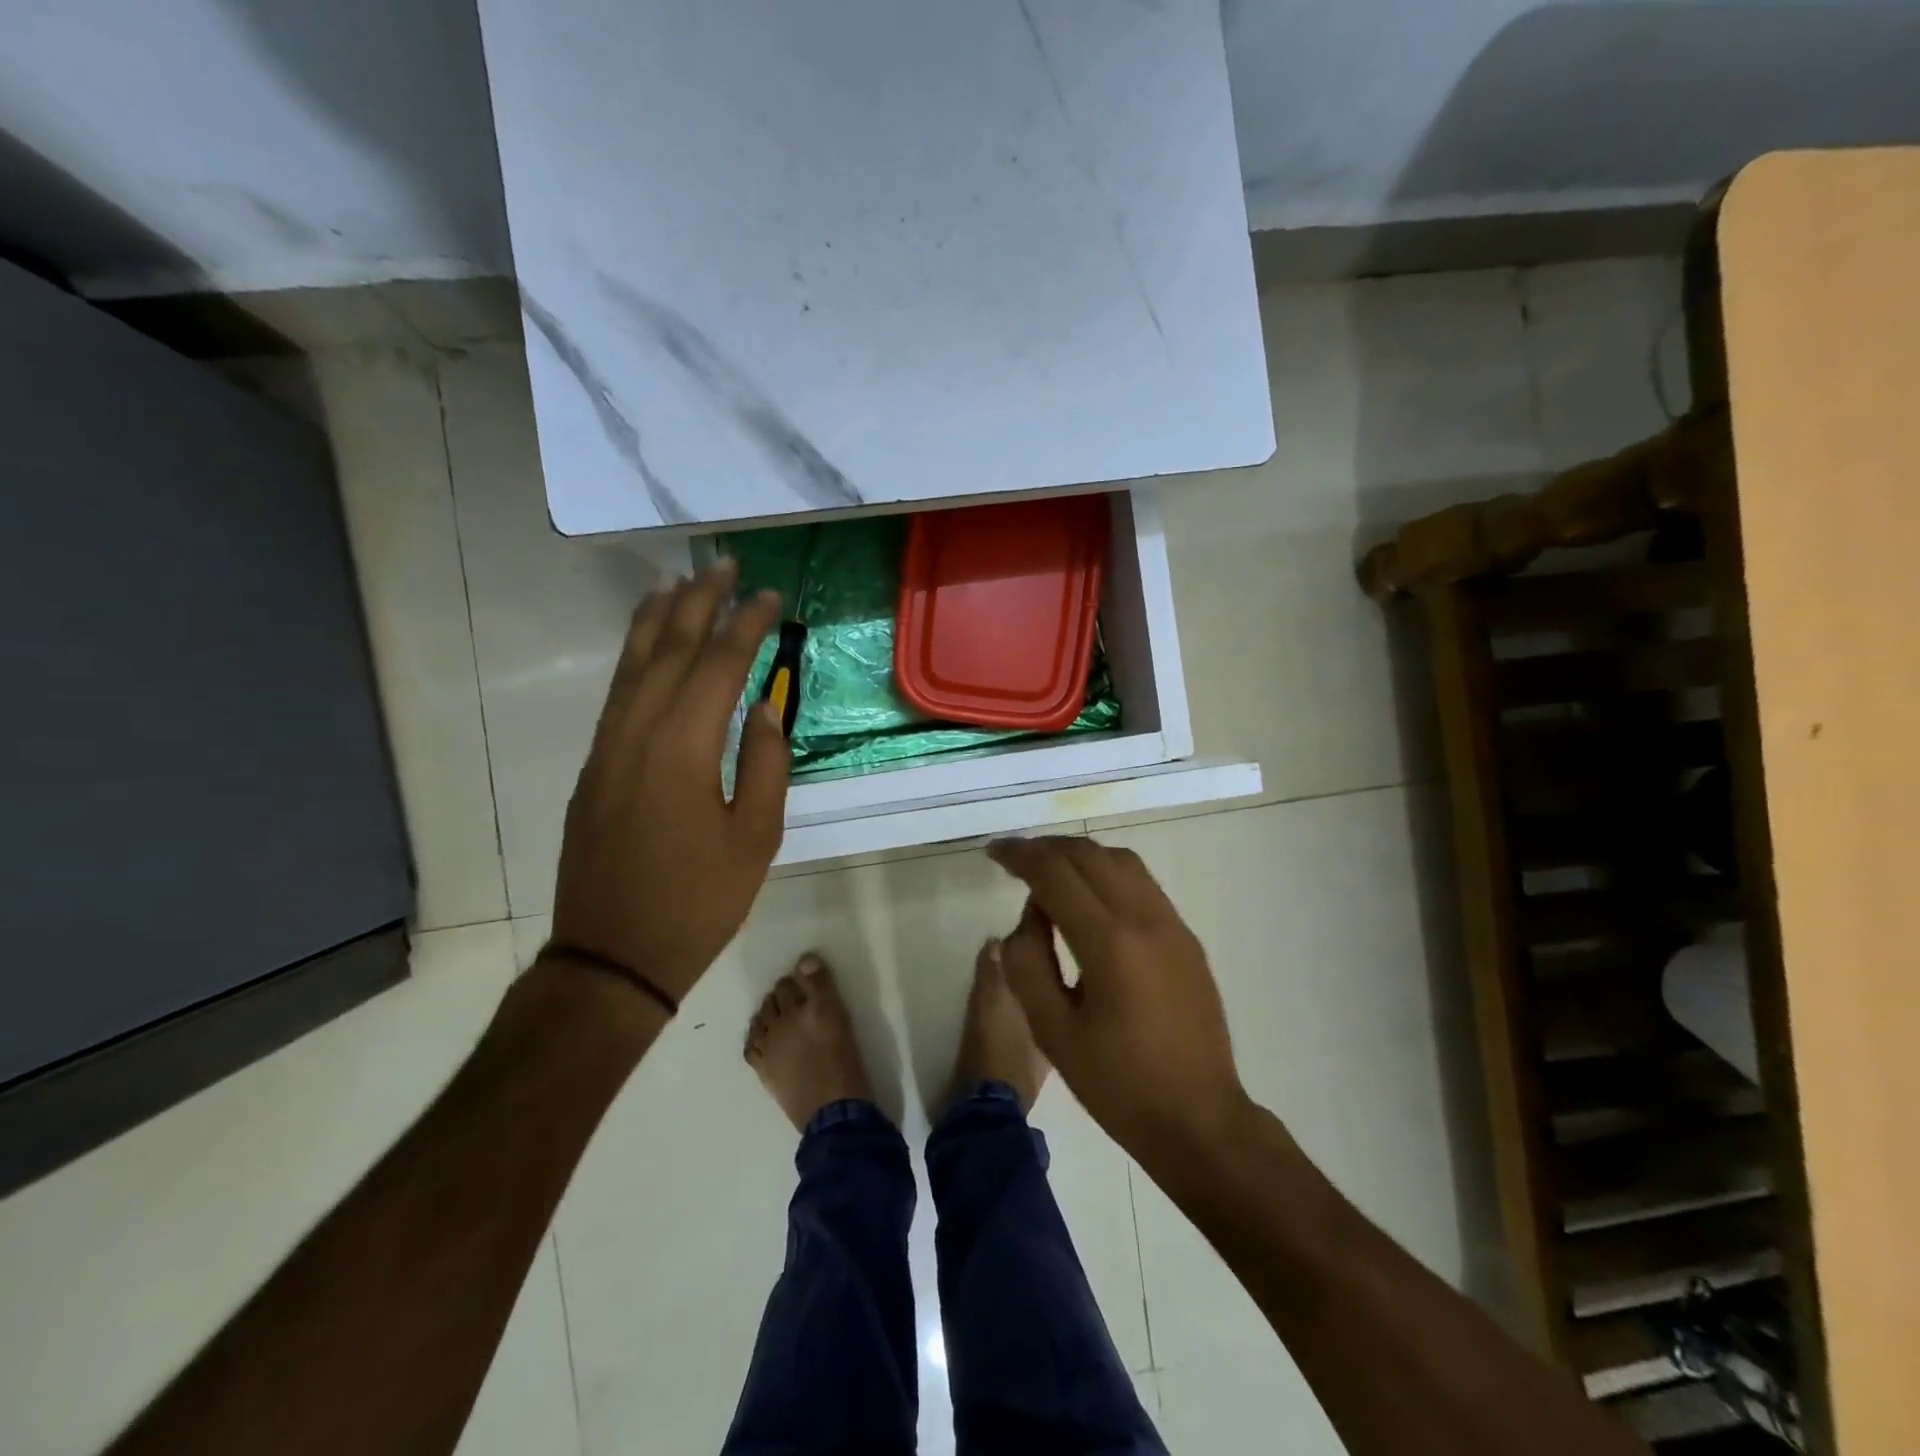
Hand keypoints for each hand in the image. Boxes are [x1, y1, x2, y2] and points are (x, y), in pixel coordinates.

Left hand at [549, 562, 789, 1004]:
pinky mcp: (595, 767)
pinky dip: (634, 657)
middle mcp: (638, 732)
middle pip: (668, 648)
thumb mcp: (756, 838)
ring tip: (677, 582)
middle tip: (725, 566)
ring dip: (656, 619)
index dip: (746, 625)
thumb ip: (766, 765)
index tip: (770, 595)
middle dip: (698, 602)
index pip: (718, 664)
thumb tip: (766, 709)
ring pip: (632, 665)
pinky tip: (647, 648)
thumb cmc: (698, 901)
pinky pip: (617, 693)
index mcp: (683, 747)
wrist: (613, 955)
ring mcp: (608, 748)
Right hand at [987, 836, 1250, 1162]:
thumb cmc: (1118, 1085)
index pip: (1057, 873)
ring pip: (1121, 860)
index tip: (995, 852)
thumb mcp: (1053, 1032)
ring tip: (1050, 873)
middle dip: (1047, 848)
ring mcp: (1172, 924)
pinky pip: (1142, 882)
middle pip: (1089, 855)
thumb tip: (1029, 915)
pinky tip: (1089, 899)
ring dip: (1080, 855)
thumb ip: (1028, 962)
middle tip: (1016, 860)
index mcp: (1110, 943)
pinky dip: (1107, 872)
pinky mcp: (1186, 937)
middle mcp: (1146, 918)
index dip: (1021, 855)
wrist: (1200, 1120)